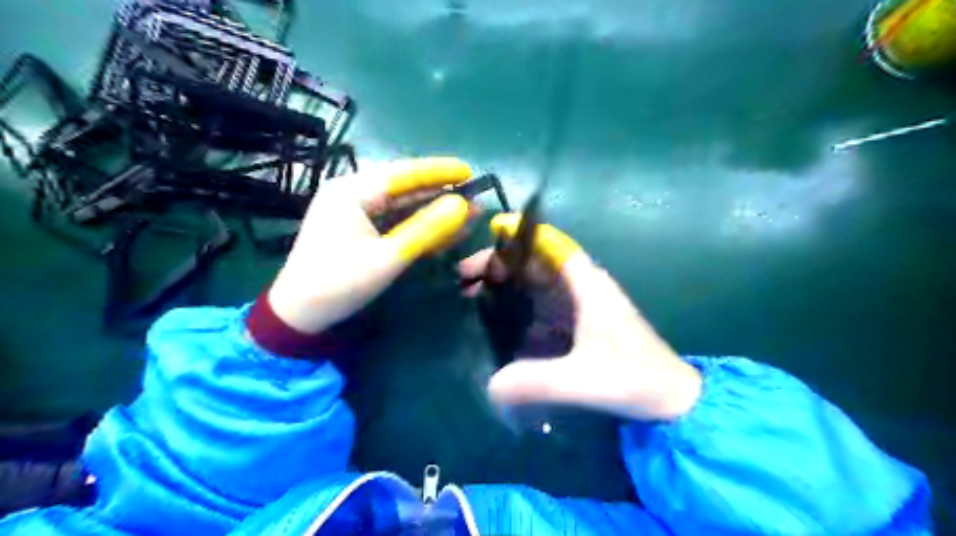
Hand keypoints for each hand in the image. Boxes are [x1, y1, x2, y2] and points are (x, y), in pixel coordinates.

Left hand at [267, 156, 476, 335]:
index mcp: (351, 191)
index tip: (470, 171)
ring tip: (468, 214)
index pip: (402, 173)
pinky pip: (394, 221)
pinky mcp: (358, 229)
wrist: (300, 316)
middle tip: (475, 197)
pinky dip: (418, 226)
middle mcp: (351, 193)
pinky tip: (444, 230)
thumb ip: (427, 229)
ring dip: (433, 211)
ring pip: (402, 205)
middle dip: (440, 194)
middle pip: (404, 187)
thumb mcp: (388, 257)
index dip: (438, 172)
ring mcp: (354, 211)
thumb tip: (464, 205)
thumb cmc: (339, 283)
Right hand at [460, 217, 704, 420]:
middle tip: (464, 277)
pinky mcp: (578, 324)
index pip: (554, 245)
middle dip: (501, 263)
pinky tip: (496, 317)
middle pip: (537, 262)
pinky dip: (518, 304)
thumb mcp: (584, 381)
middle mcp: (583, 288)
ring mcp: (581, 306)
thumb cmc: (635, 380)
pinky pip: (542, 304)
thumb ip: (538, 382)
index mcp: (588, 287)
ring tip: (471, 293)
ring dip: (506, 283)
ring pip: (537, 282)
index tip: (491, 231)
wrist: (671, 399)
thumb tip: (490, 385)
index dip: (524, 234)